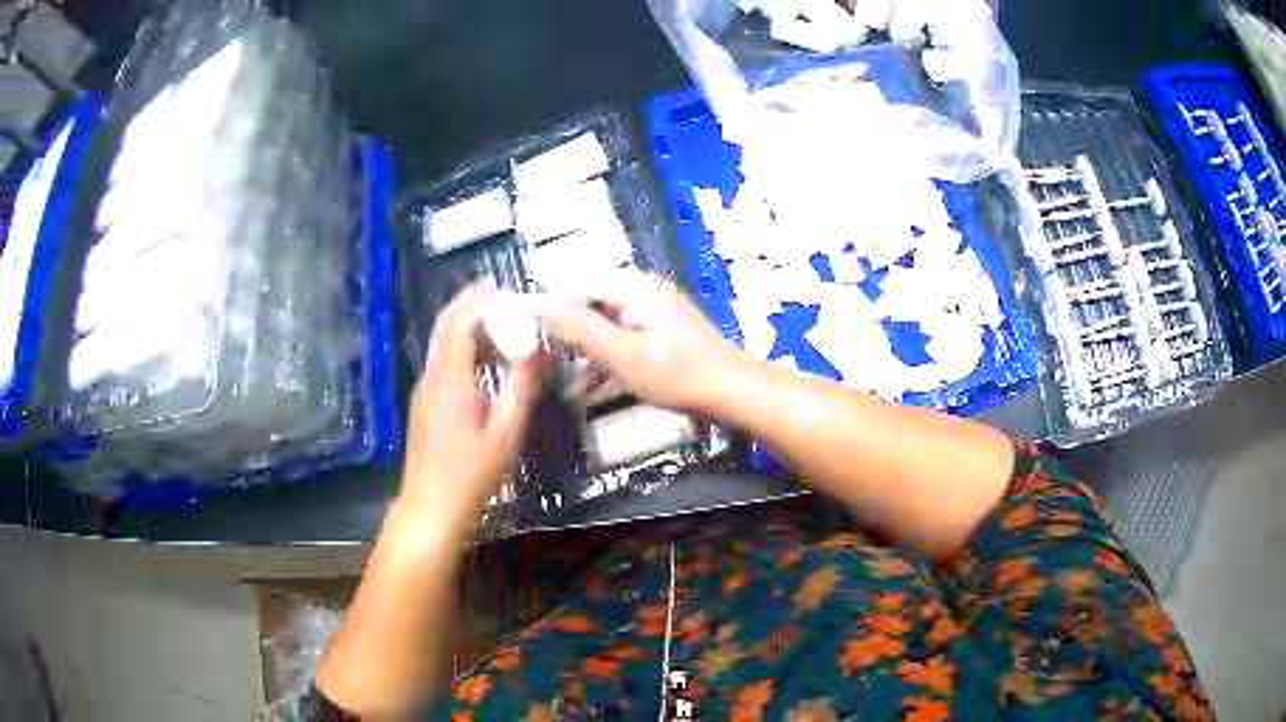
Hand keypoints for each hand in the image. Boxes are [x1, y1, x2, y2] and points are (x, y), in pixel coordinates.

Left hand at [401, 284, 543, 532]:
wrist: (431, 507)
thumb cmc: (472, 474)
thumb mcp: (506, 432)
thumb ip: (521, 388)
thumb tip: (539, 352)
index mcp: (450, 381)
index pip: (460, 325)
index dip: (480, 302)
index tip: (504, 288)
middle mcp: (431, 378)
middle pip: (445, 328)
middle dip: (470, 305)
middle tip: (500, 294)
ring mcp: (424, 391)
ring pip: (442, 345)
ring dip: (467, 327)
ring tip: (500, 322)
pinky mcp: (425, 404)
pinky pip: (442, 363)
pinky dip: (462, 349)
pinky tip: (484, 360)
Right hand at [542, 272, 746, 412]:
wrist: (733, 392)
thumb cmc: (678, 374)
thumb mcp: (623, 354)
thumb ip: (581, 329)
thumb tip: (543, 306)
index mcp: (634, 288)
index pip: (578, 288)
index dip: (550, 308)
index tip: (527, 332)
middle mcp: (644, 292)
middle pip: (592, 306)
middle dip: (570, 336)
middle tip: (547, 363)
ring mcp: (655, 312)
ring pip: (608, 327)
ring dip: (589, 354)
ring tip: (569, 384)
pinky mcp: (663, 333)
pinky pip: (625, 340)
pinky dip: (610, 360)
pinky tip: (595, 388)